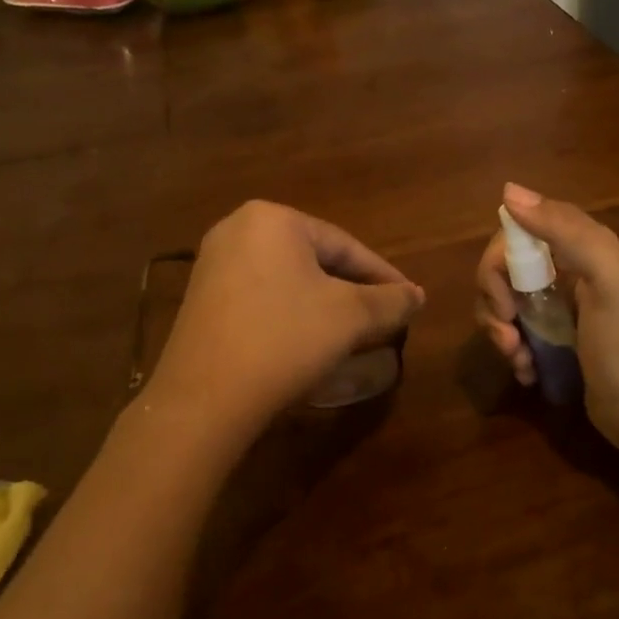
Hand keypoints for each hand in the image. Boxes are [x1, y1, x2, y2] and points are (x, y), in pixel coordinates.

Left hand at [150, 201, 424, 440]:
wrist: (204, 398)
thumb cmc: (285, 340)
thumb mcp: (350, 317)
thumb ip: (390, 300)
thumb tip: (417, 296)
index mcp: (273, 219)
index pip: (345, 245)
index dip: (383, 275)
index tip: (409, 300)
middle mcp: (237, 230)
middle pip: (315, 260)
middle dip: (353, 290)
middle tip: (383, 316)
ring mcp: (213, 265)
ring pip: (288, 281)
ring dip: (324, 305)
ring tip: (353, 331)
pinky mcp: (201, 300)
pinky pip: (261, 298)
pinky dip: (291, 315)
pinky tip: (307, 341)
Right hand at [476, 184, 618, 456]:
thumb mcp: (609, 278)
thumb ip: (566, 230)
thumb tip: (509, 191)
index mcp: (584, 249)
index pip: (520, 233)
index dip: (500, 261)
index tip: (504, 299)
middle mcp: (570, 274)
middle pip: (507, 270)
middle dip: (495, 302)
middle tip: (508, 334)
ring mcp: (562, 311)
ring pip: (507, 304)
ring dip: (501, 331)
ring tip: (518, 359)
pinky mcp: (557, 345)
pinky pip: (518, 335)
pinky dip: (514, 353)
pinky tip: (528, 373)